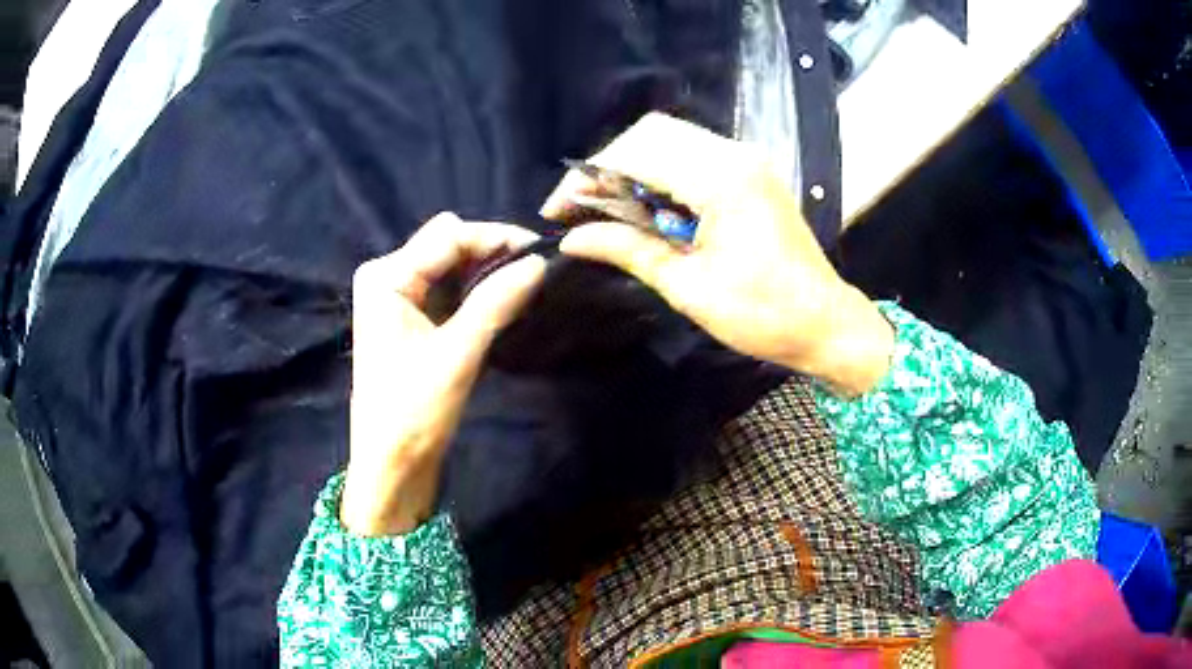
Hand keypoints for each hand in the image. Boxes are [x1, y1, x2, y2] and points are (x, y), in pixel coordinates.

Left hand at [341, 213, 546, 535]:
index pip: (448, 237)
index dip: (496, 237)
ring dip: (484, 270)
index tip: (541, 250)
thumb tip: (539, 264)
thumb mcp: (457, 355)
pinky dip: (473, 289)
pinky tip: (499, 299)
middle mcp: (386, 275)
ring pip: (448, 263)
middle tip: (532, 271)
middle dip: (489, 251)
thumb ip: (496, 303)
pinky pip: (445, 286)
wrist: (391, 464)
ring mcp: (395, 295)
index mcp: (386, 277)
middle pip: (446, 242)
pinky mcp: (407, 315)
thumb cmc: (414, 412)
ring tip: (522, 283)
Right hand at [543, 113, 892, 395]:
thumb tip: (573, 238)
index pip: (636, 153)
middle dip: (607, 166)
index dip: (589, 177)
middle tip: (582, 209)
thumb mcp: (689, 287)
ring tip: (608, 210)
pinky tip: (646, 206)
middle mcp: (734, 155)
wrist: (824, 321)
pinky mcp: (750, 172)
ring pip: (669, 138)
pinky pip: (692, 154)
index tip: (558, 210)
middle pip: (650, 133)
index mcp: (721, 180)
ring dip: (631, 166)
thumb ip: (629, 250)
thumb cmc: (762, 314)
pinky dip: (659, 172)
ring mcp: (745, 159)